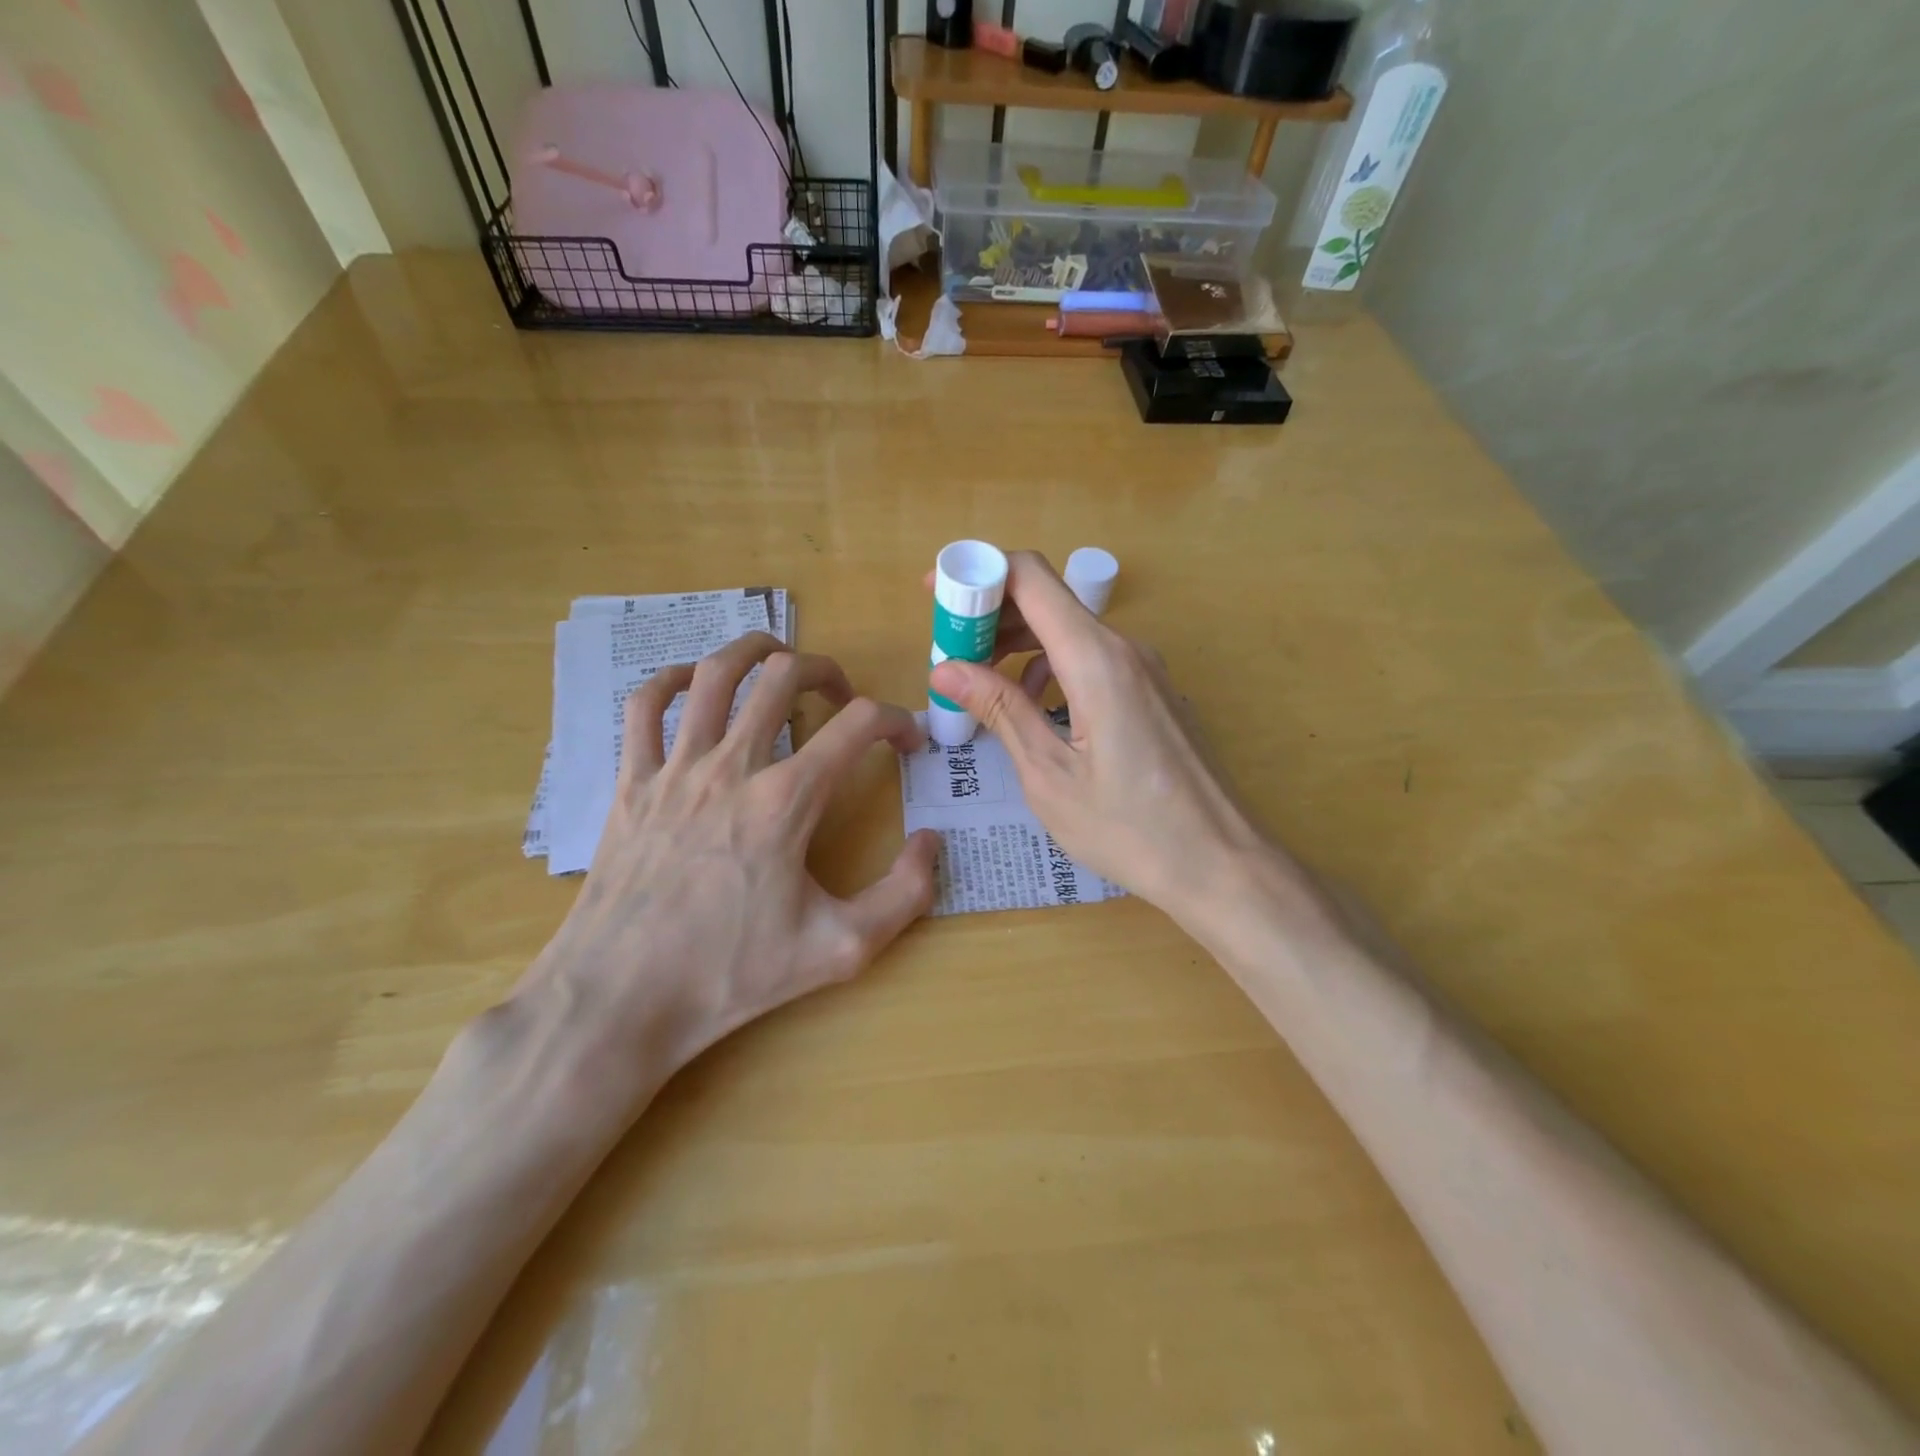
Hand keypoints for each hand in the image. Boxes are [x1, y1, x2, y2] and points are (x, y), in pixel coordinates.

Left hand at [523, 633, 939, 1093]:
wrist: (620, 999)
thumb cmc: (730, 975)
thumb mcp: (840, 949)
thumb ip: (904, 895)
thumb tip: (930, 841)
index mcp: (787, 800)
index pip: (859, 725)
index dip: (897, 720)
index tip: (908, 742)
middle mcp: (732, 766)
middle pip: (785, 677)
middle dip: (827, 671)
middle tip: (843, 697)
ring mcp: (675, 768)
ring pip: (715, 674)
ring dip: (754, 652)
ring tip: (779, 659)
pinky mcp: (631, 782)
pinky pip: (644, 707)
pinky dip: (672, 681)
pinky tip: (692, 687)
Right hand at [927, 553, 1287, 923]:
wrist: (1219, 863)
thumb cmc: (1128, 827)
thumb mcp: (1048, 773)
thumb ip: (1000, 709)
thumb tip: (946, 669)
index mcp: (1096, 659)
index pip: (1030, 577)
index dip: (977, 572)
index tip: (936, 596)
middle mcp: (1125, 648)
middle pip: (1048, 600)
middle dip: (991, 616)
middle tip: (950, 653)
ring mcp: (1146, 668)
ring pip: (1071, 630)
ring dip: (1020, 645)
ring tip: (983, 684)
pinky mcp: (1154, 691)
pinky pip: (1094, 658)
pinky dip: (1053, 666)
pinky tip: (1038, 707)